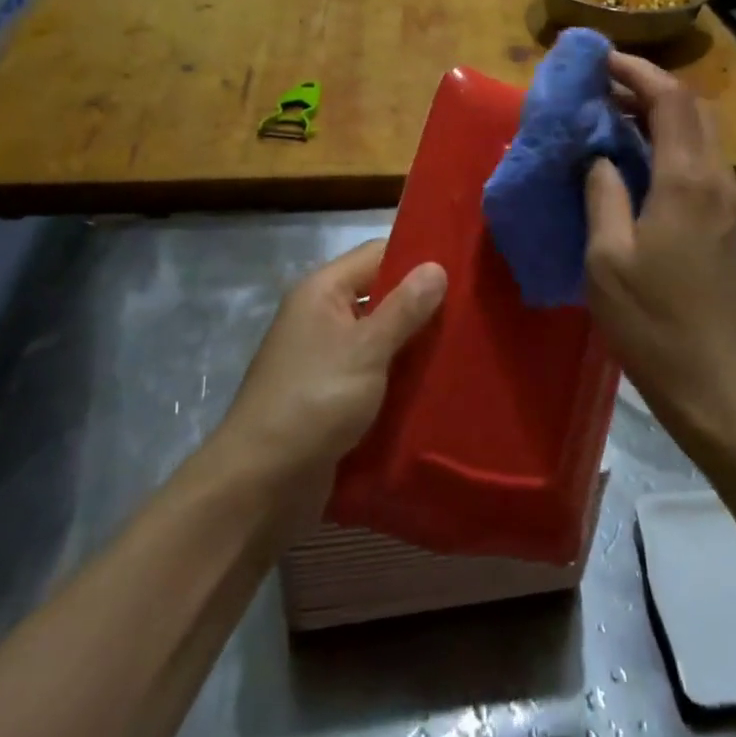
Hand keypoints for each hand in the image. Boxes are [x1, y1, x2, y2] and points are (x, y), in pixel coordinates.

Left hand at [219, 241, 446, 489]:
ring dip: (414, 344)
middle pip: (380, 296)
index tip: (465, 270)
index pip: (377, 254)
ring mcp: (324, 357)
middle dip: (422, 305)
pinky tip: (437, 383)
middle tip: (474, 311)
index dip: (417, 258)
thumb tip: (437, 266)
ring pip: (380, 338)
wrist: (261, 483)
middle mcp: (321, 316)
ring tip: (465, 346)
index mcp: (322, 291)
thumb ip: (404, 308)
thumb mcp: (367, 349)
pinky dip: (399, 376)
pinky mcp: (331, 395)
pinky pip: (373, 372)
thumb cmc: (315, 401)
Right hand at [584, 54, 735, 442]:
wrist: (719, 386)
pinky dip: (669, 146)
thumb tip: (599, 155)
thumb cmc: (654, 324)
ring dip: (660, 116)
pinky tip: (637, 166)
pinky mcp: (730, 225)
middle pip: (693, 108)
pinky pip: (700, 164)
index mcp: (687, 181)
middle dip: (649, 87)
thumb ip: (602, 195)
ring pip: (700, 135)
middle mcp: (718, 180)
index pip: (670, 99)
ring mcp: (730, 203)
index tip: (598, 59)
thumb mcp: (607, 260)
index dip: (635, 70)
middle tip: (602, 89)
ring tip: (612, 121)